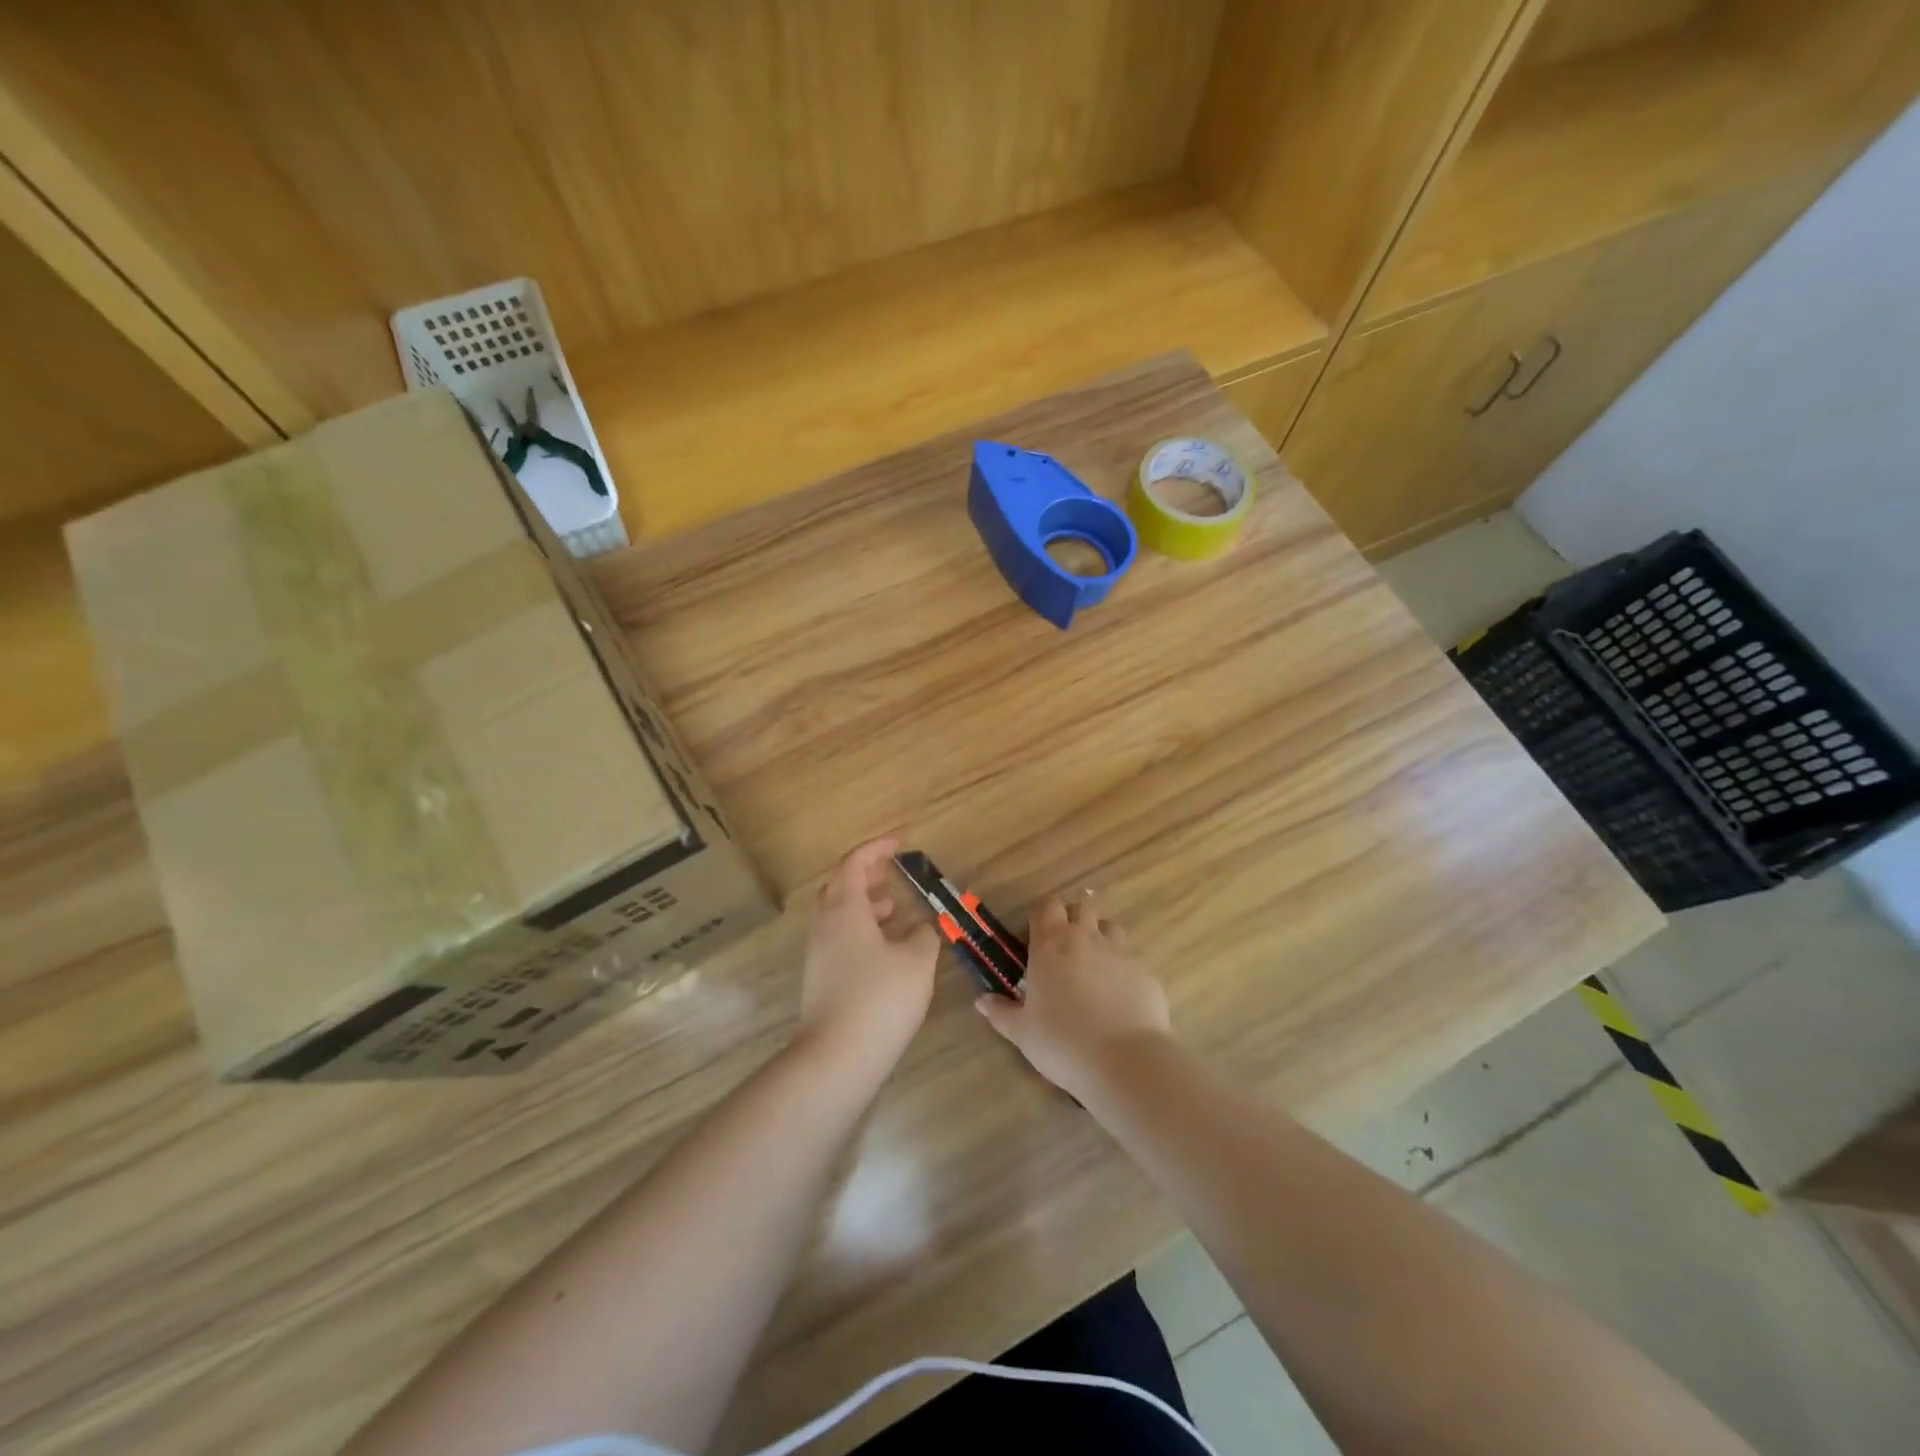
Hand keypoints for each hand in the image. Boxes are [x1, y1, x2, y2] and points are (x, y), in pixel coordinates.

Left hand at [797, 838, 939, 1079]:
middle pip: (840, 886)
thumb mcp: (916, 962)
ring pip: (839, 915)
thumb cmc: (880, 998)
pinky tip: (886, 949)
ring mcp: (819, 954)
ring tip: (894, 907)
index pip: (854, 863)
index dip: (876, 849)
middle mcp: (826, 925)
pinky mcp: (821, 978)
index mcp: (845, 909)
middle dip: (866, 874)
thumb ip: (924, 936)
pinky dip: (862, 929)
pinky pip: (840, 938)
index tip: (898, 844)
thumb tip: (922, 927)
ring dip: (864, 904)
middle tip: (891, 870)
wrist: (837, 1057)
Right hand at [975, 890, 1171, 1099]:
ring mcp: (1120, 952)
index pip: (1047, 906)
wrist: (1124, 1060)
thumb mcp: (1022, 1032)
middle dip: (1073, 918)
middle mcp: (1086, 938)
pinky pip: (1132, 958)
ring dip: (1101, 936)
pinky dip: (1123, 968)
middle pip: (1081, 907)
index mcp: (1051, 944)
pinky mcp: (1146, 971)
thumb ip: (1001, 1012)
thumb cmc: (1062, 1042)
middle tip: (1065, 947)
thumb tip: (981, 1002)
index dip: (1043, 915)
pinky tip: (1119, 995)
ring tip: (1094, 965)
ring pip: (1110, 927)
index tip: (1037, 935)